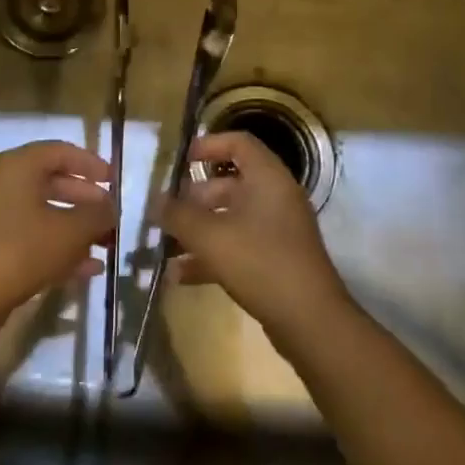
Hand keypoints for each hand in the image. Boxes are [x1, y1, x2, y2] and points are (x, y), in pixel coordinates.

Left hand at [0, 140, 113, 329]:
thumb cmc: (21, 250)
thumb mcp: (70, 231)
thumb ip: (97, 215)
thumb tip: (111, 207)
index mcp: (18, 166)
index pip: (61, 151)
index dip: (91, 164)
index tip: (114, 182)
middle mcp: (2, 183)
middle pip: (52, 182)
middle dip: (86, 200)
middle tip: (111, 216)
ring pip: (44, 212)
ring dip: (76, 228)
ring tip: (105, 245)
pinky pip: (31, 236)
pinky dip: (58, 246)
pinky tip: (87, 269)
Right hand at [160, 131, 352, 348]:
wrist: (309, 321)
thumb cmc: (260, 263)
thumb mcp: (210, 236)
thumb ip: (178, 215)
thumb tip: (155, 201)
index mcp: (268, 178)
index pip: (239, 143)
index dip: (209, 145)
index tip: (180, 160)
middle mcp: (275, 198)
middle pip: (230, 184)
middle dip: (193, 198)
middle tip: (165, 211)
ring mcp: (278, 231)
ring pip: (231, 218)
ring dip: (198, 230)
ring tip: (165, 245)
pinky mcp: (276, 260)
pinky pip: (238, 247)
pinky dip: (211, 256)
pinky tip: (180, 275)